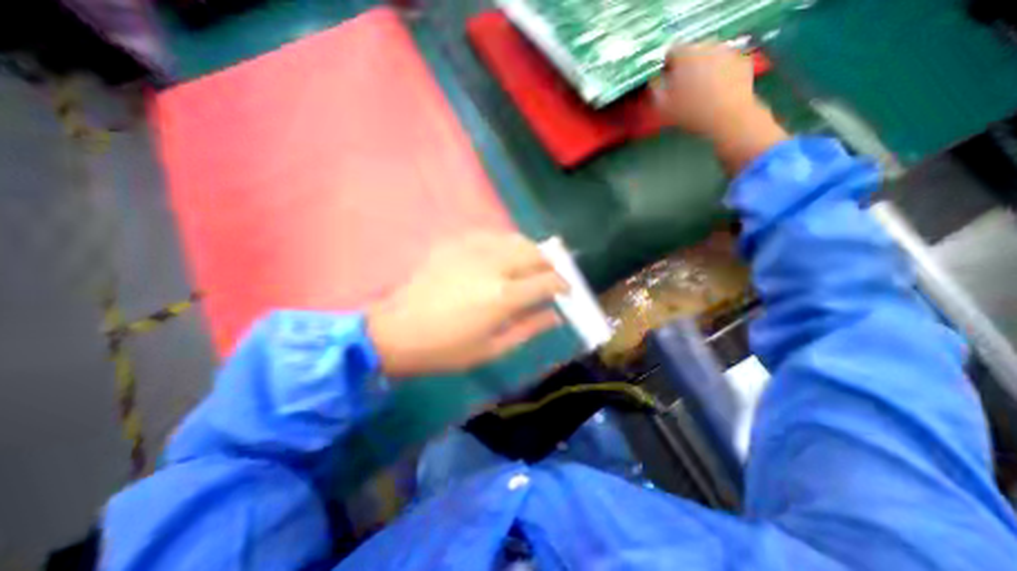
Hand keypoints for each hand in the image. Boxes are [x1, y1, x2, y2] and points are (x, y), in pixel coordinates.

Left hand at [367, 230, 570, 373]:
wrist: (396, 332)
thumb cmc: (446, 349)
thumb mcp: (492, 348)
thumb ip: (528, 328)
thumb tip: (555, 315)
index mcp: (503, 296)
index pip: (547, 281)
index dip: (562, 285)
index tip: (566, 291)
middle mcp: (492, 266)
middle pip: (534, 253)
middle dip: (549, 264)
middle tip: (548, 278)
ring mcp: (471, 250)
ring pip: (513, 238)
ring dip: (529, 251)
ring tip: (529, 266)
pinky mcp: (454, 244)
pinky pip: (489, 235)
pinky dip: (504, 244)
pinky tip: (501, 256)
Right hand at [651, 42, 784, 171]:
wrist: (729, 118)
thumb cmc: (691, 113)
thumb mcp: (663, 107)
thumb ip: (655, 90)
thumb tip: (655, 81)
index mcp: (685, 55)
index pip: (671, 51)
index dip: (667, 66)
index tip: (666, 82)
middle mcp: (708, 46)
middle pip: (691, 52)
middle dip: (686, 66)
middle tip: (682, 87)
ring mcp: (728, 51)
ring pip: (709, 56)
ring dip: (703, 69)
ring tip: (700, 90)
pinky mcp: (742, 61)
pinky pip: (725, 64)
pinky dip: (719, 73)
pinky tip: (716, 91)